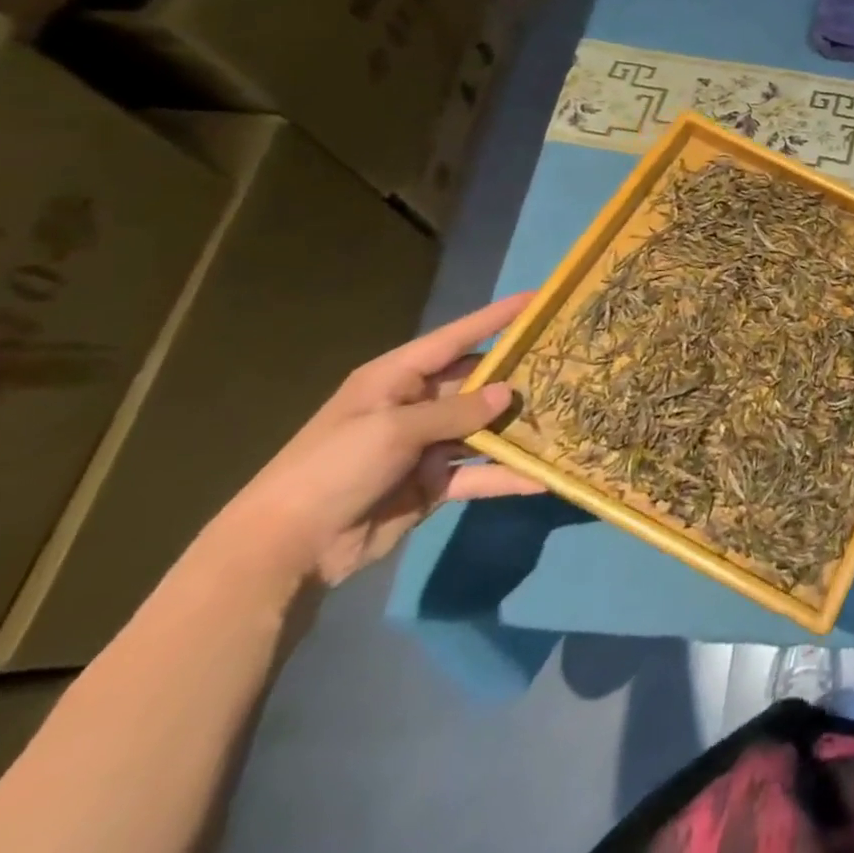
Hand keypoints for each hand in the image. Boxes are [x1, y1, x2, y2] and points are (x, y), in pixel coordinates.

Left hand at [210, 294, 542, 588]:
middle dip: (518, 375)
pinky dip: (508, 475)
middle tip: (569, 363)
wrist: (284, 552)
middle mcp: (416, 405)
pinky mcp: (433, 484)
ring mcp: (426, 446)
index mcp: (396, 378)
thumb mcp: (393, 431)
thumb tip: (507, 393)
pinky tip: (544, 476)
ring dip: (519, 426)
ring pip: (485, 428)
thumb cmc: (331, 470)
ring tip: (568, 415)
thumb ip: (455, 411)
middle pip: (478, 382)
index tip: (538, 300)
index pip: (456, 338)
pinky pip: (480, 474)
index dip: (496, 318)